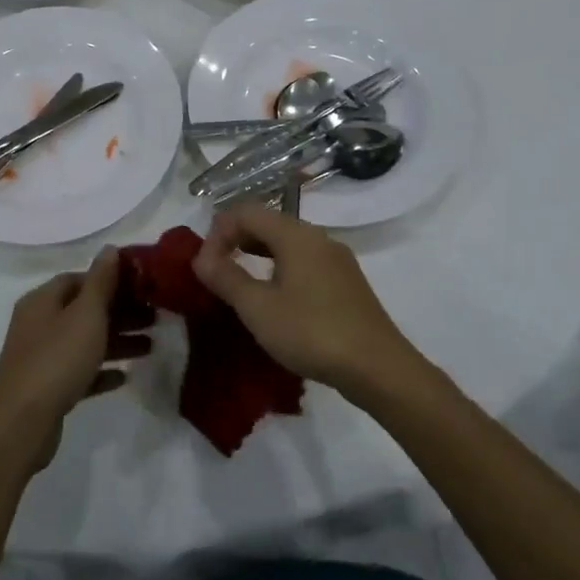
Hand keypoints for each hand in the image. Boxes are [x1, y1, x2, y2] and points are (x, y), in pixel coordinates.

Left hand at [0, 248, 149, 468]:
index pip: (78, 279)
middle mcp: (38, 324)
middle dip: (120, 313)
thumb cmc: (57, 359)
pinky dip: (101, 371)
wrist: (22, 423)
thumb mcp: (86, 314)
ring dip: (116, 342)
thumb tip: (110, 248)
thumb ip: (101, 281)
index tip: (142, 288)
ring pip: (84, 342)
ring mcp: (40, 357)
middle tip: (155, 318)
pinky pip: (79, 372)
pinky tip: (124, 377)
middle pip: (84, 310)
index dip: (110, 280)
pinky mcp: (46, 388)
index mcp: (42, 300)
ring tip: (151, 347)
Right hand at [192, 204, 419, 397]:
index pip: (246, 212)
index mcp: (296, 235)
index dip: (218, 231)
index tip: (204, 265)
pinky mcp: (346, 282)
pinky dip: (279, 268)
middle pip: (268, 223)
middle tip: (215, 271)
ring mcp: (336, 259)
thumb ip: (226, 278)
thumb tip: (200, 258)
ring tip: (239, 283)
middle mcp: (318, 237)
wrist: (378, 368)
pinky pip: (303, 261)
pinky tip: (274, 298)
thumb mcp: (259, 308)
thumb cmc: (312, 332)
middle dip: (236, 240)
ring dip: (257, 254)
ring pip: (286, 243)